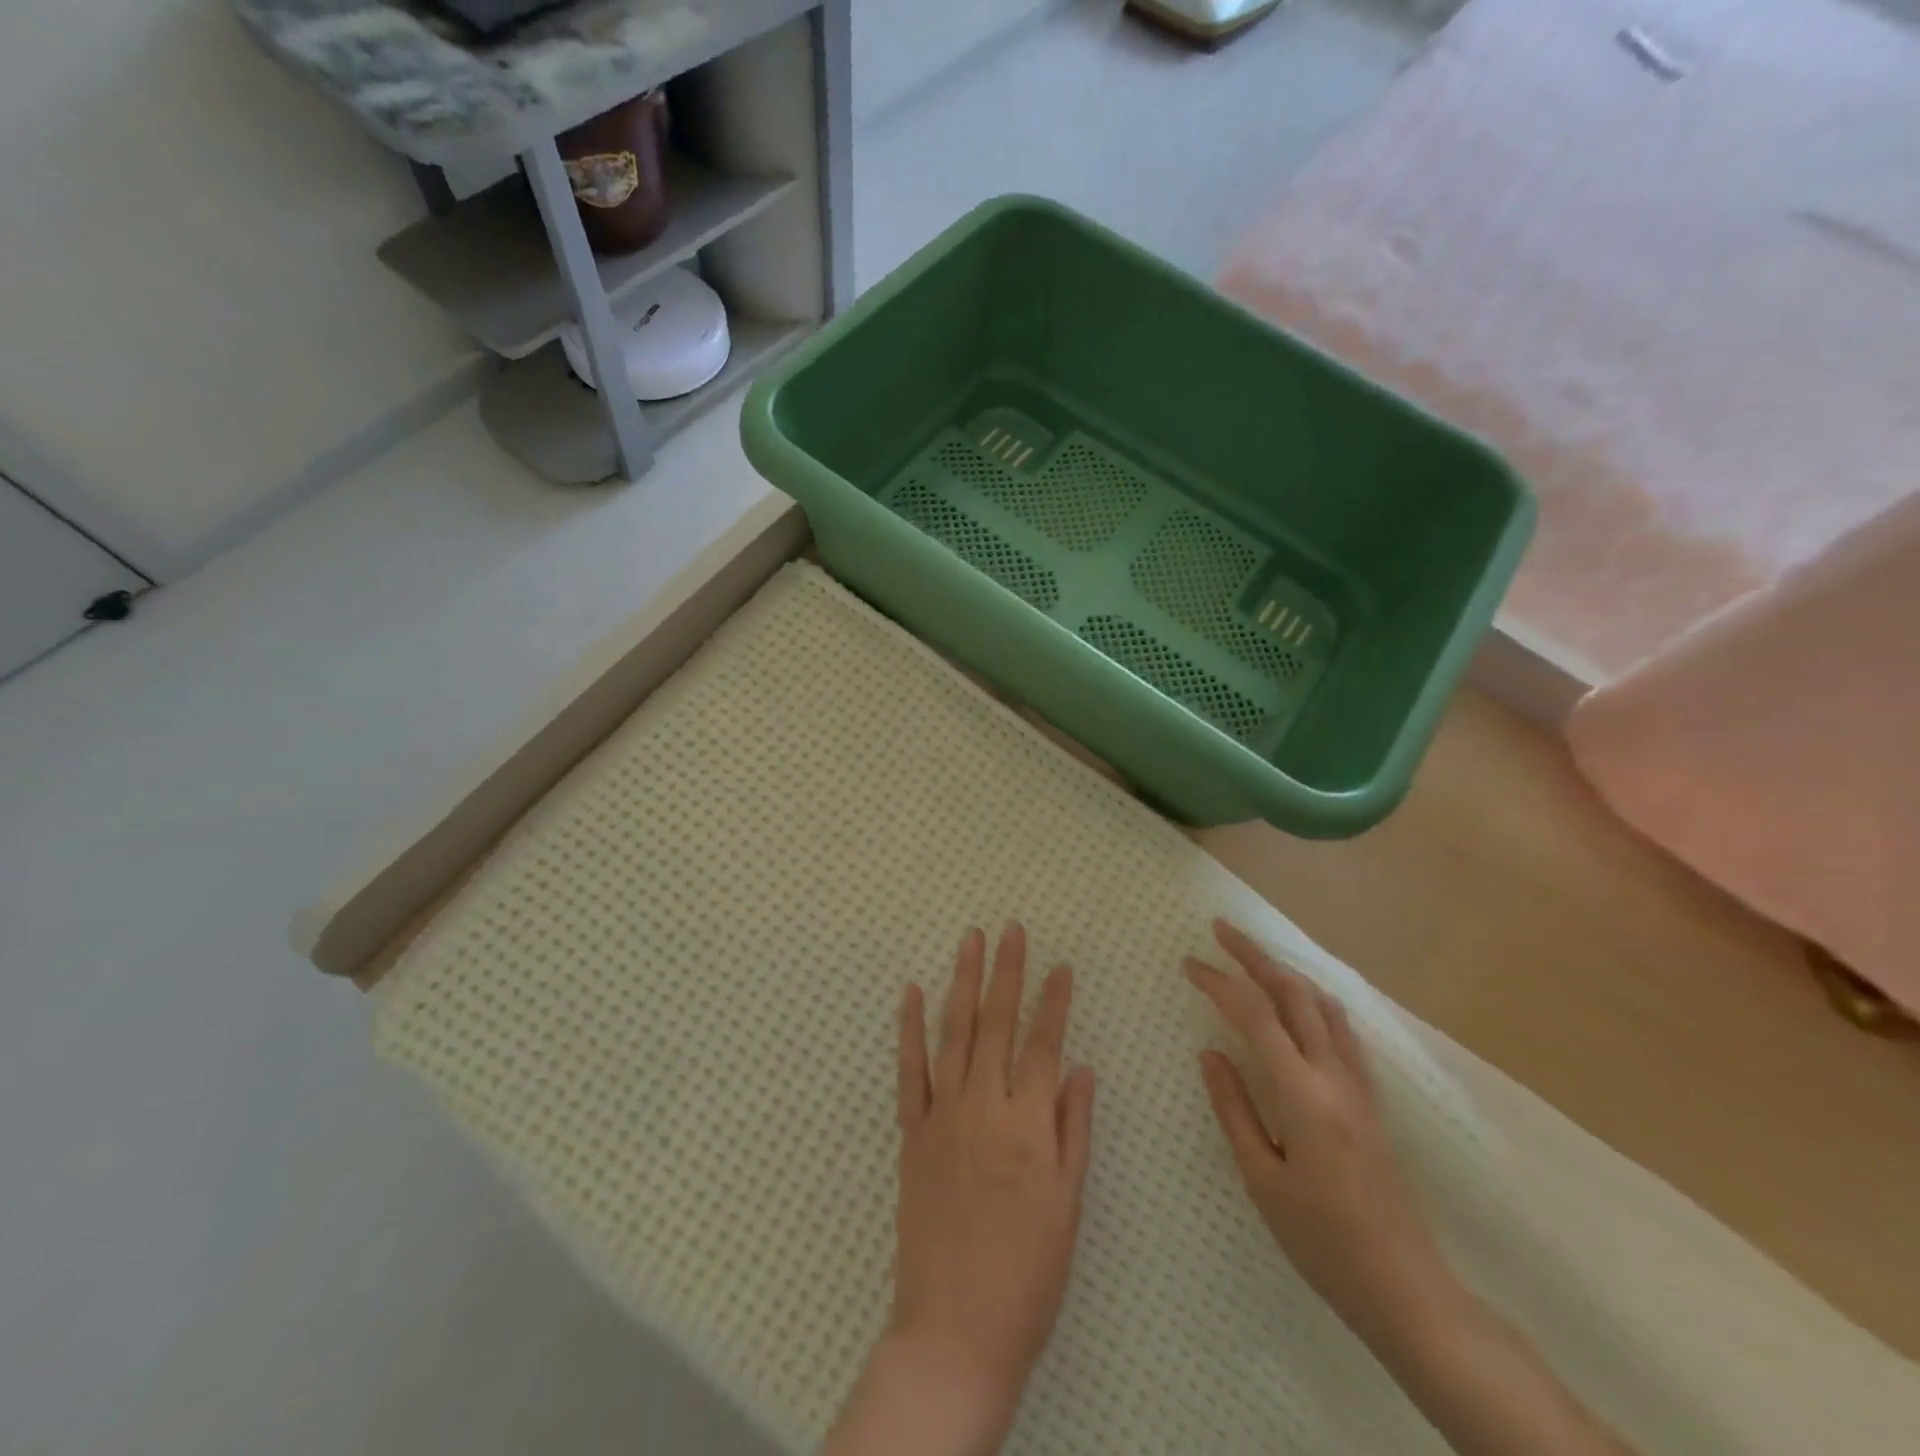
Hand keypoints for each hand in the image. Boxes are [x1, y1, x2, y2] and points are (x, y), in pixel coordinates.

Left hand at [889, 924, 1095, 1416]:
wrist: (955, 1330)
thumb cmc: (1028, 1273)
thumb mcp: (1068, 1206)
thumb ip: (1073, 1129)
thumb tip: (1080, 1067)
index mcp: (1029, 1124)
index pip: (1045, 1044)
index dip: (1054, 1001)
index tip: (1061, 964)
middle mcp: (984, 1106)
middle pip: (998, 1023)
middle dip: (1006, 970)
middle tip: (1010, 928)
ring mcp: (943, 1115)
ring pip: (955, 1032)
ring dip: (962, 981)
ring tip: (969, 940)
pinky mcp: (912, 1132)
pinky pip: (910, 1069)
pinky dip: (909, 1027)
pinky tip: (911, 991)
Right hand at [1185, 920, 1451, 1345]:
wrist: (1406, 1289)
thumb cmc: (1323, 1241)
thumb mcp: (1262, 1179)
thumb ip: (1234, 1108)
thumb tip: (1210, 1052)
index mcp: (1303, 1093)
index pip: (1254, 1016)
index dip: (1219, 982)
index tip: (1189, 963)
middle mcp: (1334, 1076)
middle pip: (1293, 994)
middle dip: (1255, 955)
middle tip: (1221, 929)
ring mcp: (1358, 1086)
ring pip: (1322, 1006)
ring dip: (1286, 972)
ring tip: (1255, 956)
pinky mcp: (1370, 1101)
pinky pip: (1341, 1031)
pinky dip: (1314, 1001)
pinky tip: (1303, 1004)